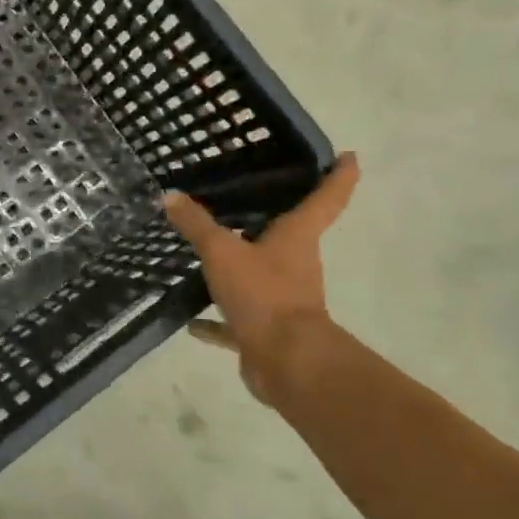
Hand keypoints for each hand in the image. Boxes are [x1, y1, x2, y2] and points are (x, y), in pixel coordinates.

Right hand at [163, 153, 359, 405]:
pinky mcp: (266, 328)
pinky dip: (216, 319)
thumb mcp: (222, 252)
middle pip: (292, 233)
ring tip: (212, 249)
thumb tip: (170, 196)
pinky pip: (237, 317)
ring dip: (243, 264)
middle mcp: (296, 263)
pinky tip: (192, 320)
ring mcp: (283, 297)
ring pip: (261, 272)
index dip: (340, 175)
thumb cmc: (264, 294)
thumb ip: (196, 224)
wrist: (286, 362)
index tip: (349, 156)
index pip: (326, 198)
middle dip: (278, 216)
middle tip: (255, 193)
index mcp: (297, 237)